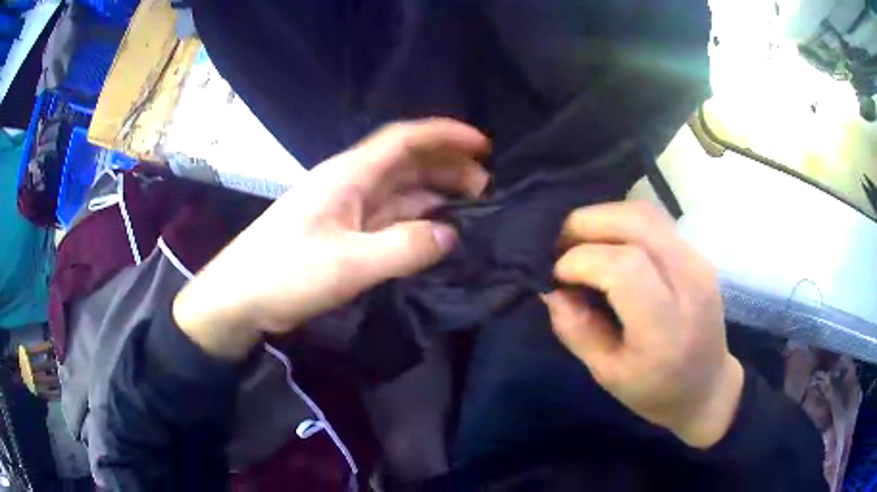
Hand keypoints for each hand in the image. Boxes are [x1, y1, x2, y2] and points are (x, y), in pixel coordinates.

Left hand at [174, 119, 489, 359]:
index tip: (483, 145)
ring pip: (400, 192)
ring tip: (470, 210)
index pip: (404, 139)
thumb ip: (404, 247)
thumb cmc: (284, 273)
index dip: (445, 134)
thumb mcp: (347, 263)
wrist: (240, 298)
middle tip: (486, 188)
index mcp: (349, 176)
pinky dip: (415, 222)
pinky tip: (435, 234)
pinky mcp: (342, 235)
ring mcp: (346, 210)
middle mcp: (350, 184)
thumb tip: (451, 235)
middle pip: (407, 164)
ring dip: (435, 196)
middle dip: (448, 168)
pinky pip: (389, 220)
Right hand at [543, 202, 743, 448]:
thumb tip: (552, 289)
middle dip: (587, 223)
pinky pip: (655, 221)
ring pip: (646, 213)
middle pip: (637, 223)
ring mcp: (698, 261)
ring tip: (580, 241)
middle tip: (560, 245)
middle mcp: (689, 282)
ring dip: (604, 217)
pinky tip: (608, 245)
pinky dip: (622, 223)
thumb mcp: (607, 374)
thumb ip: (577, 330)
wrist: (707, 386)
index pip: (624, 267)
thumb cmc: (656, 391)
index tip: (557, 276)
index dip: (581, 261)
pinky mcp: (697, 253)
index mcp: (666, 327)